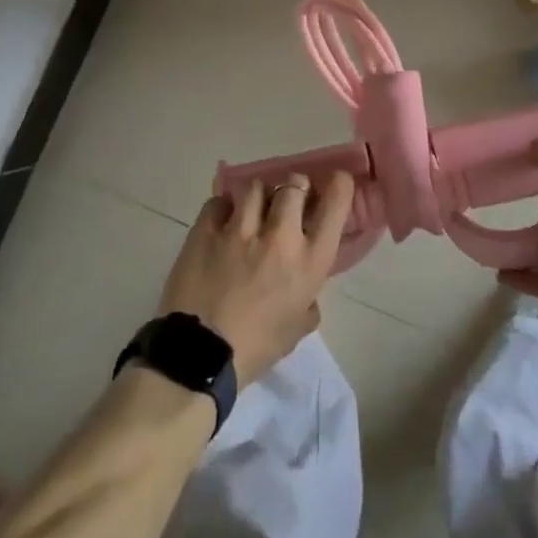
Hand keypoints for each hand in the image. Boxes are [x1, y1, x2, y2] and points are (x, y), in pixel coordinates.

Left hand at [158, 172, 354, 386]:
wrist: (200, 355)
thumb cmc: (256, 348)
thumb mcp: (298, 328)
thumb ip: (308, 301)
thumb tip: (305, 293)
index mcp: (310, 260)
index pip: (335, 203)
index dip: (338, 185)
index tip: (335, 182)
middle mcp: (280, 235)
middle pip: (294, 185)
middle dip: (294, 188)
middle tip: (288, 201)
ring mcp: (240, 229)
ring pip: (256, 187)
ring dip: (259, 196)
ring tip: (252, 209)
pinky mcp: (205, 230)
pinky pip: (219, 201)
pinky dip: (224, 207)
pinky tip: (223, 221)